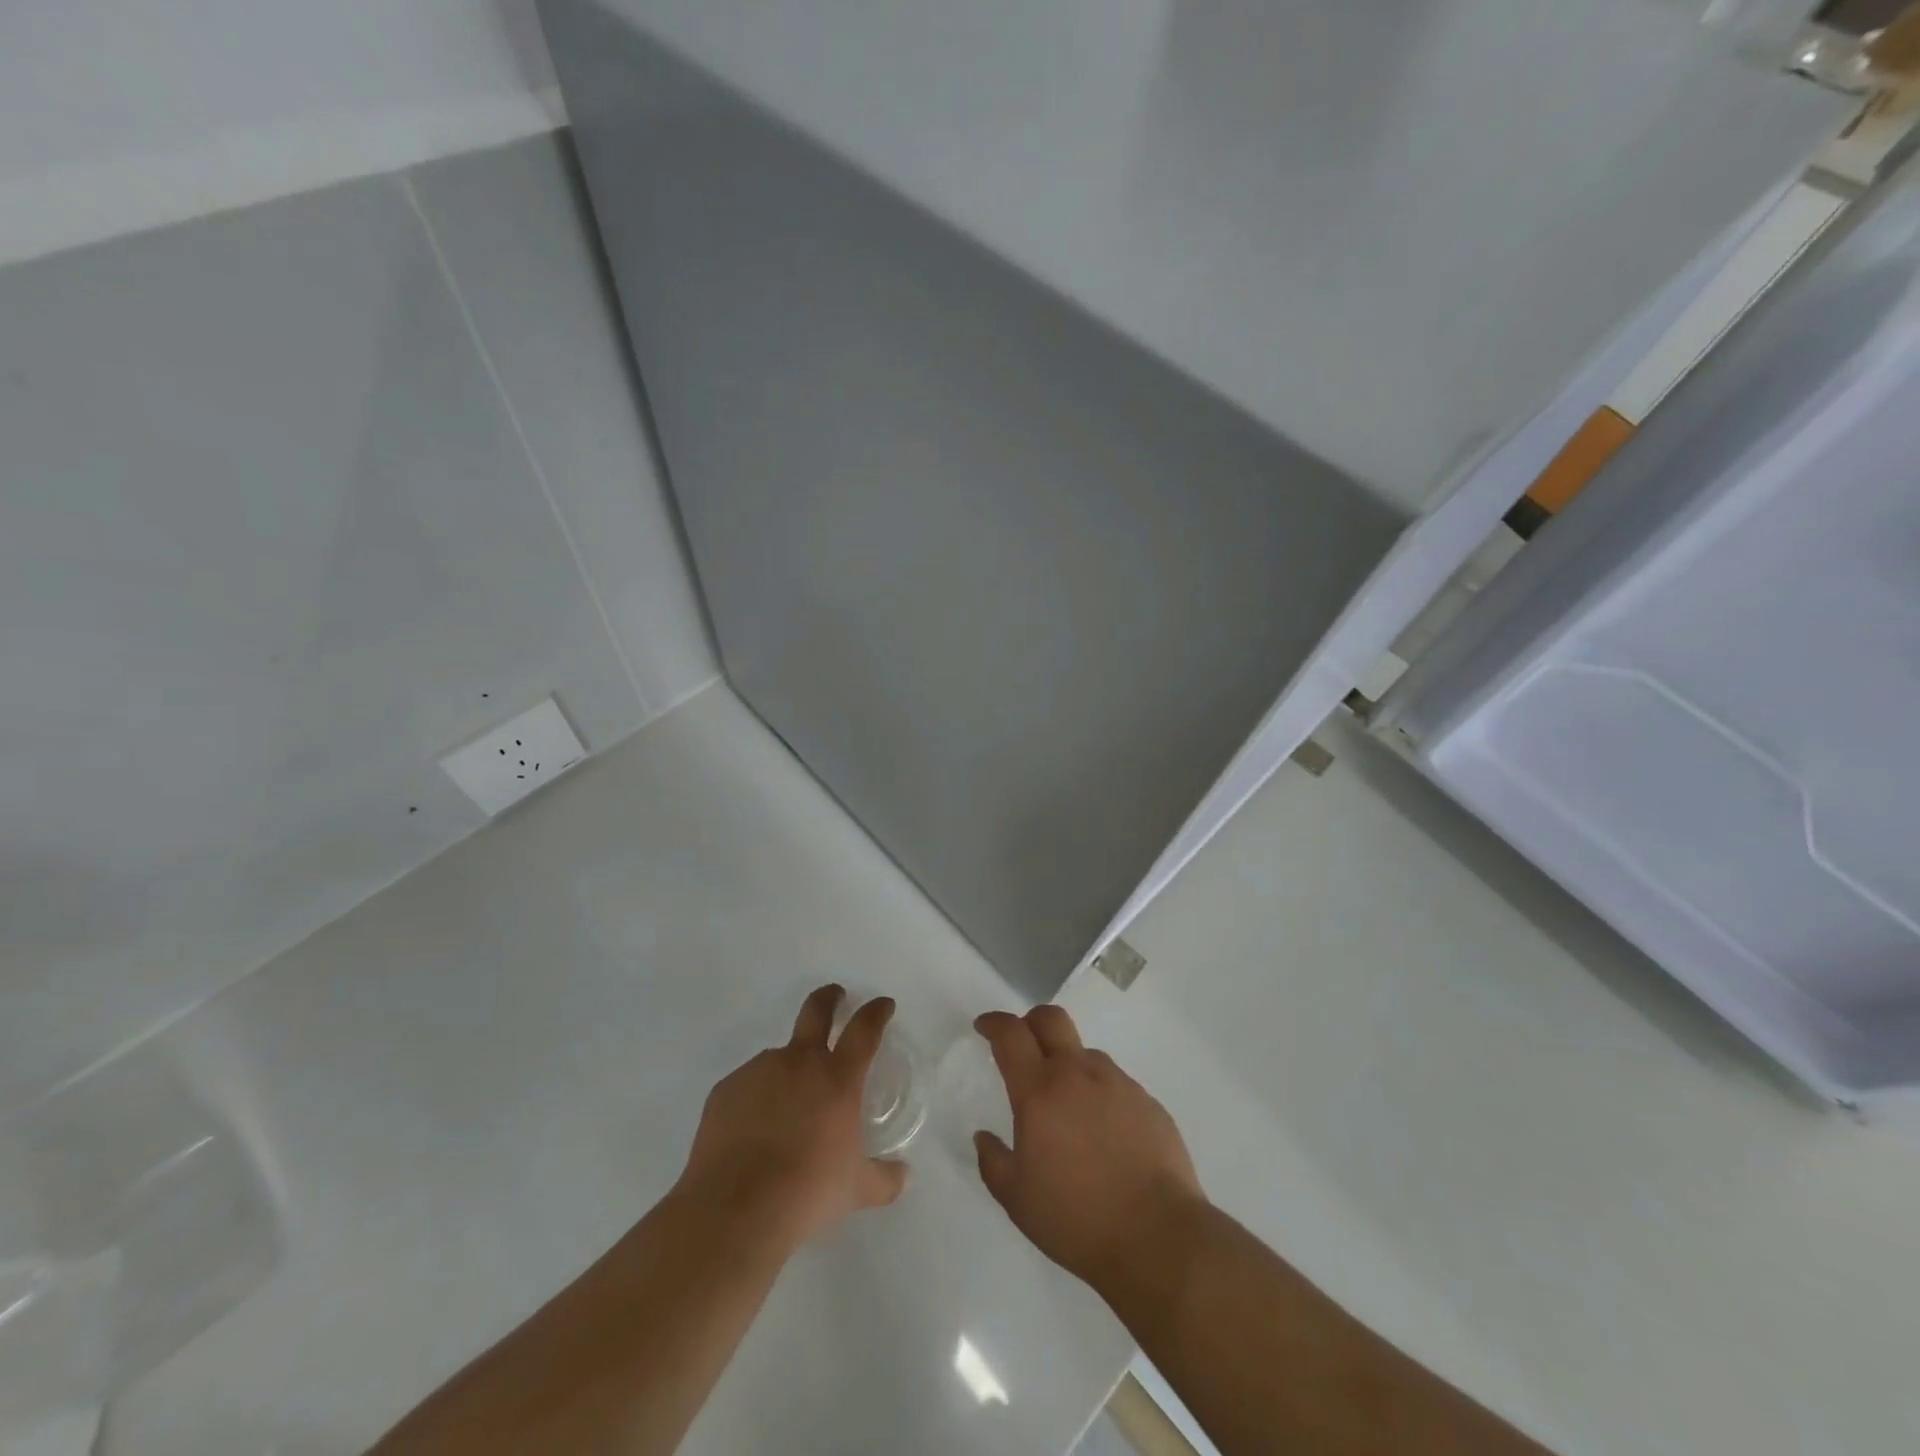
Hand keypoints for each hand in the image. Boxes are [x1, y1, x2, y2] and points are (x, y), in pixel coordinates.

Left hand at [676, 985, 908, 1247]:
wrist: (735, 1209)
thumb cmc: (807, 1192)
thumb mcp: (856, 1189)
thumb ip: (884, 1179)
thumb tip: (904, 1175)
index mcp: (837, 1077)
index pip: (864, 1029)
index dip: (876, 1012)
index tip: (883, 1005)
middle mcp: (799, 1062)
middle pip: (817, 1010)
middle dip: (830, 998)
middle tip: (835, 997)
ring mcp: (758, 1071)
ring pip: (779, 1057)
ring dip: (788, 1071)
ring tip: (785, 1113)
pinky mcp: (725, 1090)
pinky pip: (748, 1087)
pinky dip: (756, 1100)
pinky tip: (753, 1133)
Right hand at [973, 1006, 1203, 1287]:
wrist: (1158, 1237)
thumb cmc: (1077, 1218)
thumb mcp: (1017, 1200)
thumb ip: (993, 1162)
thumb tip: (984, 1137)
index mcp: (1040, 1091)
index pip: (1011, 1035)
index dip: (994, 1023)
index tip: (984, 1027)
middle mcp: (1078, 1074)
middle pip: (1051, 1019)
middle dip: (1030, 1021)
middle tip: (1022, 1044)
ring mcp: (1118, 1083)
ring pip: (1085, 1053)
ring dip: (1068, 1064)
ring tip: (1067, 1106)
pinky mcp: (1147, 1101)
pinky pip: (1115, 1083)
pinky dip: (1099, 1094)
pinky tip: (1103, 1133)